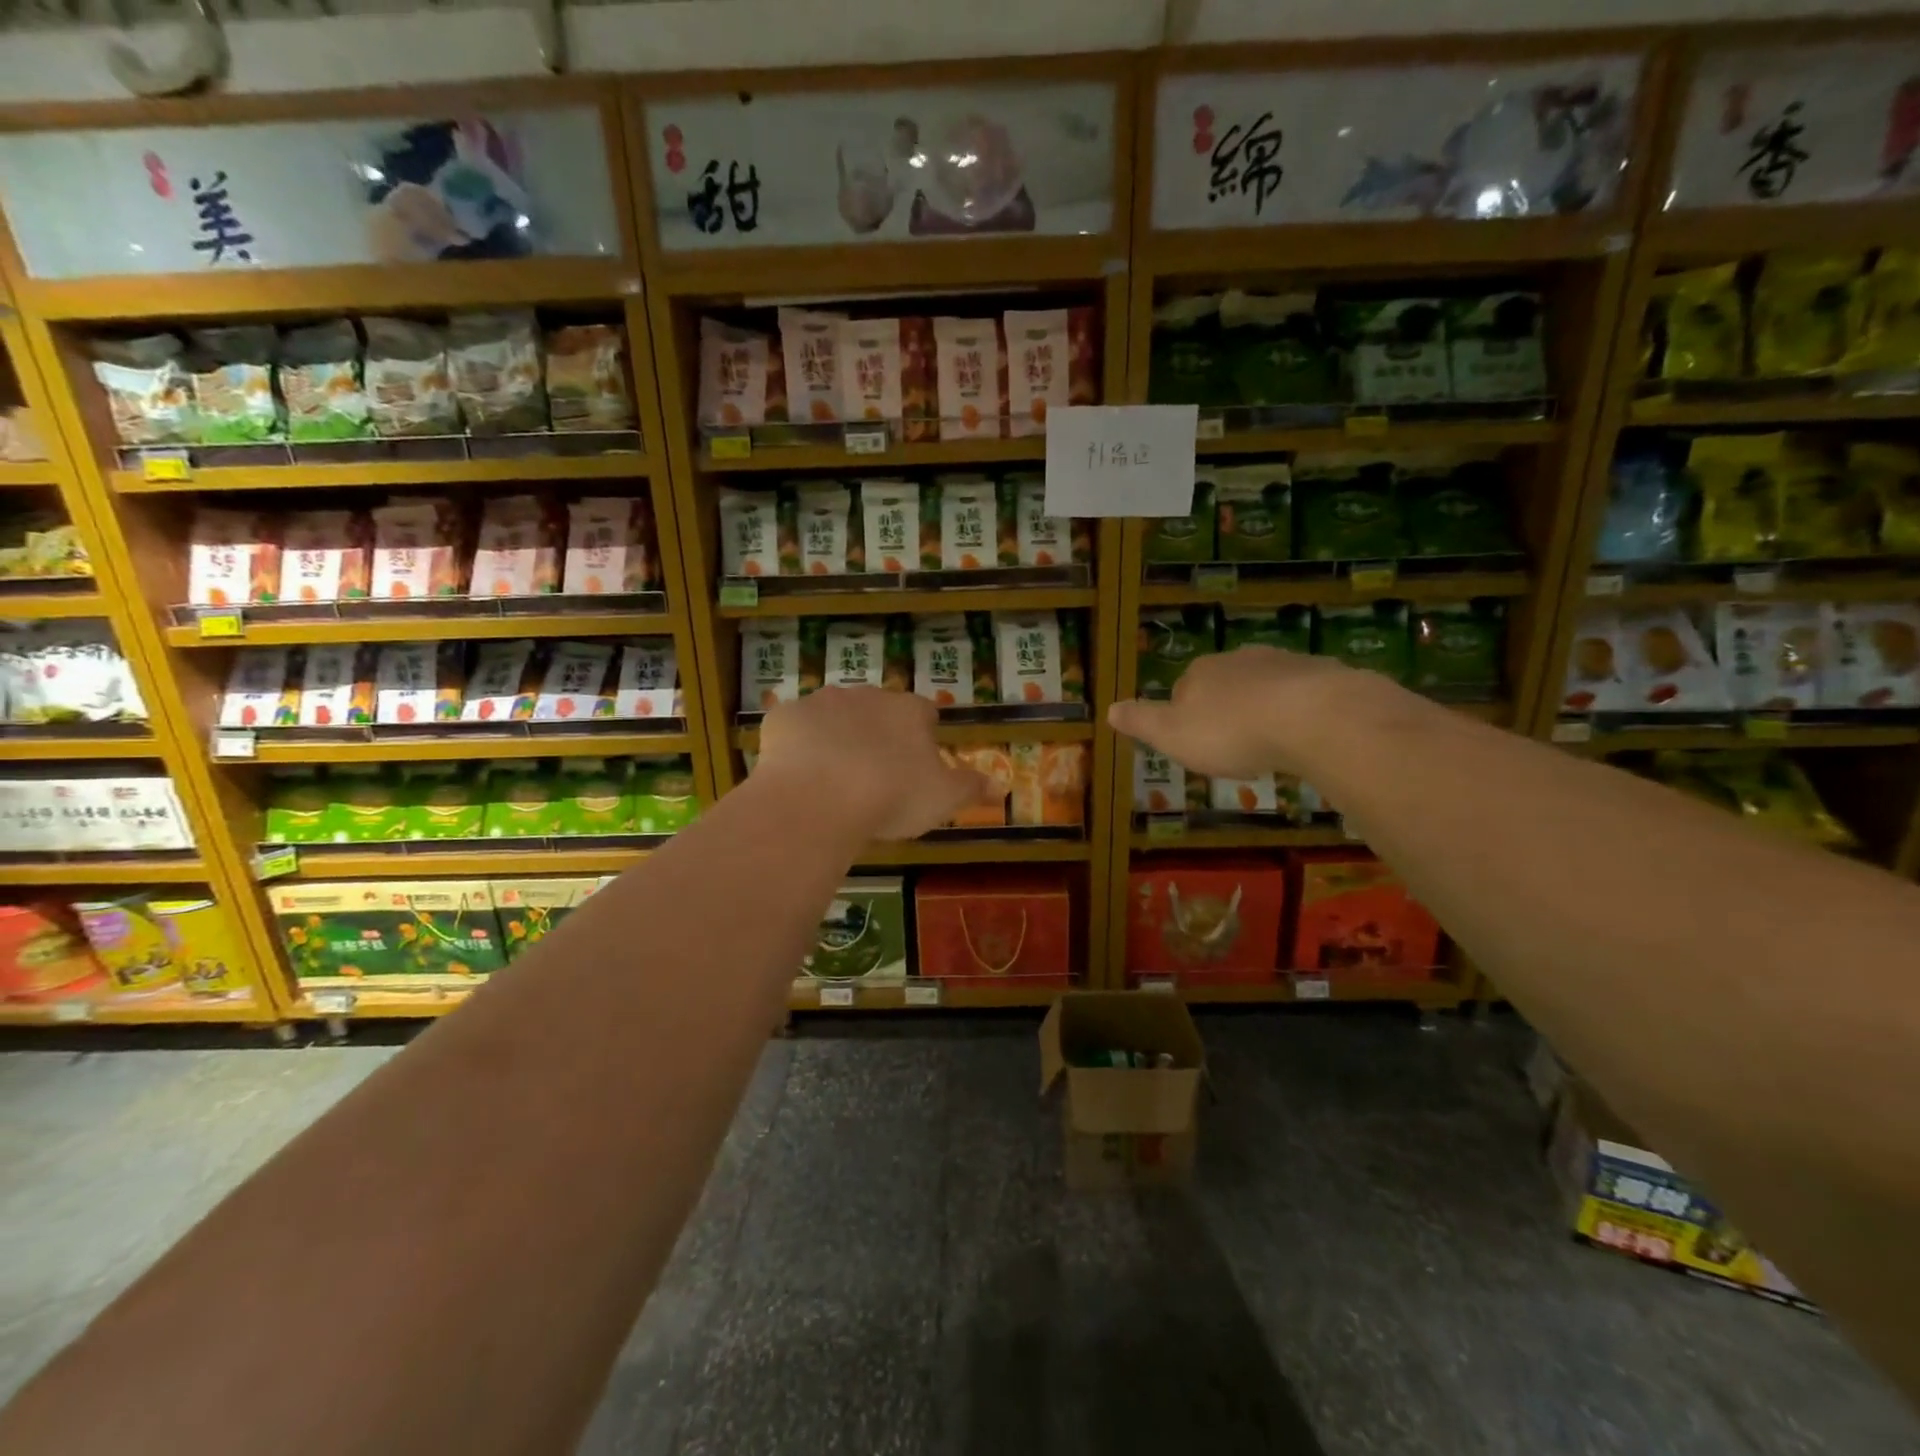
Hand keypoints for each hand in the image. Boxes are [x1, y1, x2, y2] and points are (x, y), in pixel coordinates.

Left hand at [756, 687, 990, 840]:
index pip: (924, 713)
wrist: (818, 798)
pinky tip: (798, 776)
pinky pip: (795, 727)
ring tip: (834, 778)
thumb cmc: (891, 796)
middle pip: (878, 710)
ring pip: (834, 715)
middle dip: (877, 734)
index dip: (922, 737)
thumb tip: (1004, 785)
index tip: (916, 767)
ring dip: (837, 736)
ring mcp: (821, 702)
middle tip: (874, 776)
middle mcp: (867, 696)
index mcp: (908, 711)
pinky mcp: (784, 716)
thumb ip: (972, 788)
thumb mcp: (943, 799)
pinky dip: (798, 745)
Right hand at [1108, 646, 1379, 778]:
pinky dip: (1301, 713)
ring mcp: (1284, 663)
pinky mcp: (1325, 674)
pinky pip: (1305, 696)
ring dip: (1264, 711)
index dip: (1185, 717)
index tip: (1195, 745)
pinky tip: (1307, 737)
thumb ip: (1141, 721)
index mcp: (1199, 673)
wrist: (1314, 718)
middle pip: (1224, 685)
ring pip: (1265, 687)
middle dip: (1227, 711)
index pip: (1182, 690)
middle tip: (1234, 748)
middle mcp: (1239, 659)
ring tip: (1272, 745)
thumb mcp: (1171, 735)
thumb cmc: (1231, 732)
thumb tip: (1109, 708)